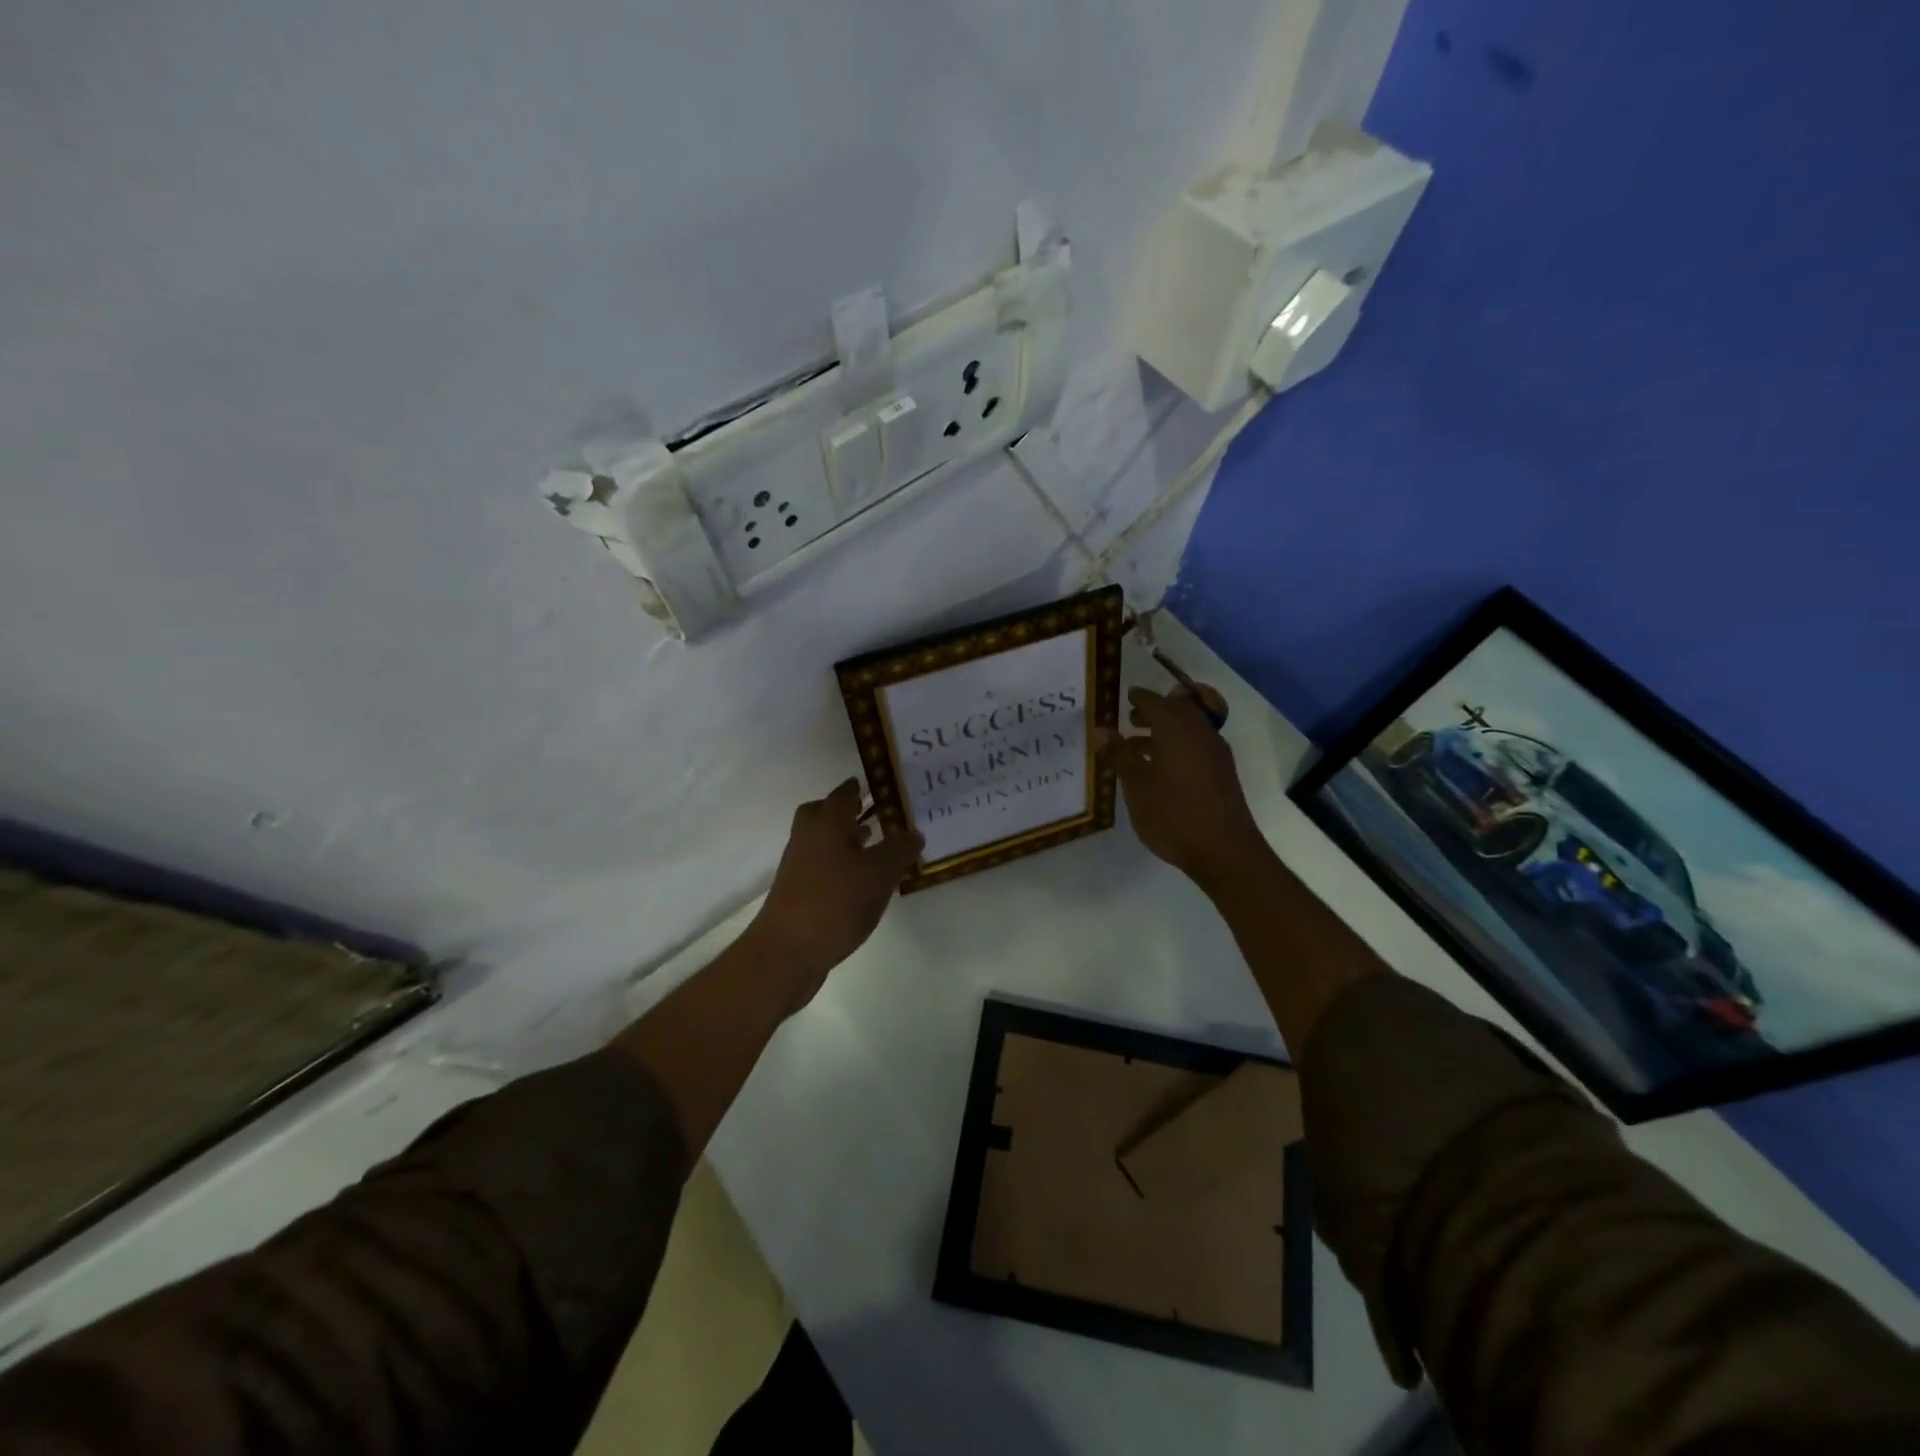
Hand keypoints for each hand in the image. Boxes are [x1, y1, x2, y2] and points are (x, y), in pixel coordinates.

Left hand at [747, 779, 920, 1006]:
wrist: (788, 951)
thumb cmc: (836, 901)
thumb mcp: (880, 873)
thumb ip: (899, 849)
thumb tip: (914, 832)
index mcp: (827, 823)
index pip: (843, 793)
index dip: (859, 787)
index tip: (877, 784)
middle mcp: (808, 837)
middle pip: (822, 813)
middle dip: (845, 811)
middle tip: (871, 813)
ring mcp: (798, 866)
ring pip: (821, 841)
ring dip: (844, 839)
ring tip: (873, 846)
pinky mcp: (797, 892)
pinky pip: (821, 866)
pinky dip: (840, 864)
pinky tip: (860, 882)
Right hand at [1096, 686, 1267, 891]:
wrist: (1225, 850)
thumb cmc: (1173, 814)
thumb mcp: (1137, 785)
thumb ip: (1120, 754)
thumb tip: (1100, 729)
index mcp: (1177, 730)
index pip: (1155, 702)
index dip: (1138, 697)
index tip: (1125, 696)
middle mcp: (1200, 733)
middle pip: (1176, 711)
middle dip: (1153, 712)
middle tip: (1130, 719)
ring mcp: (1215, 753)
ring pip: (1188, 729)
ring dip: (1165, 731)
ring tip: (1138, 746)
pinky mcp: (1222, 773)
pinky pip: (1196, 746)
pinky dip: (1177, 746)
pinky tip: (1161, 768)